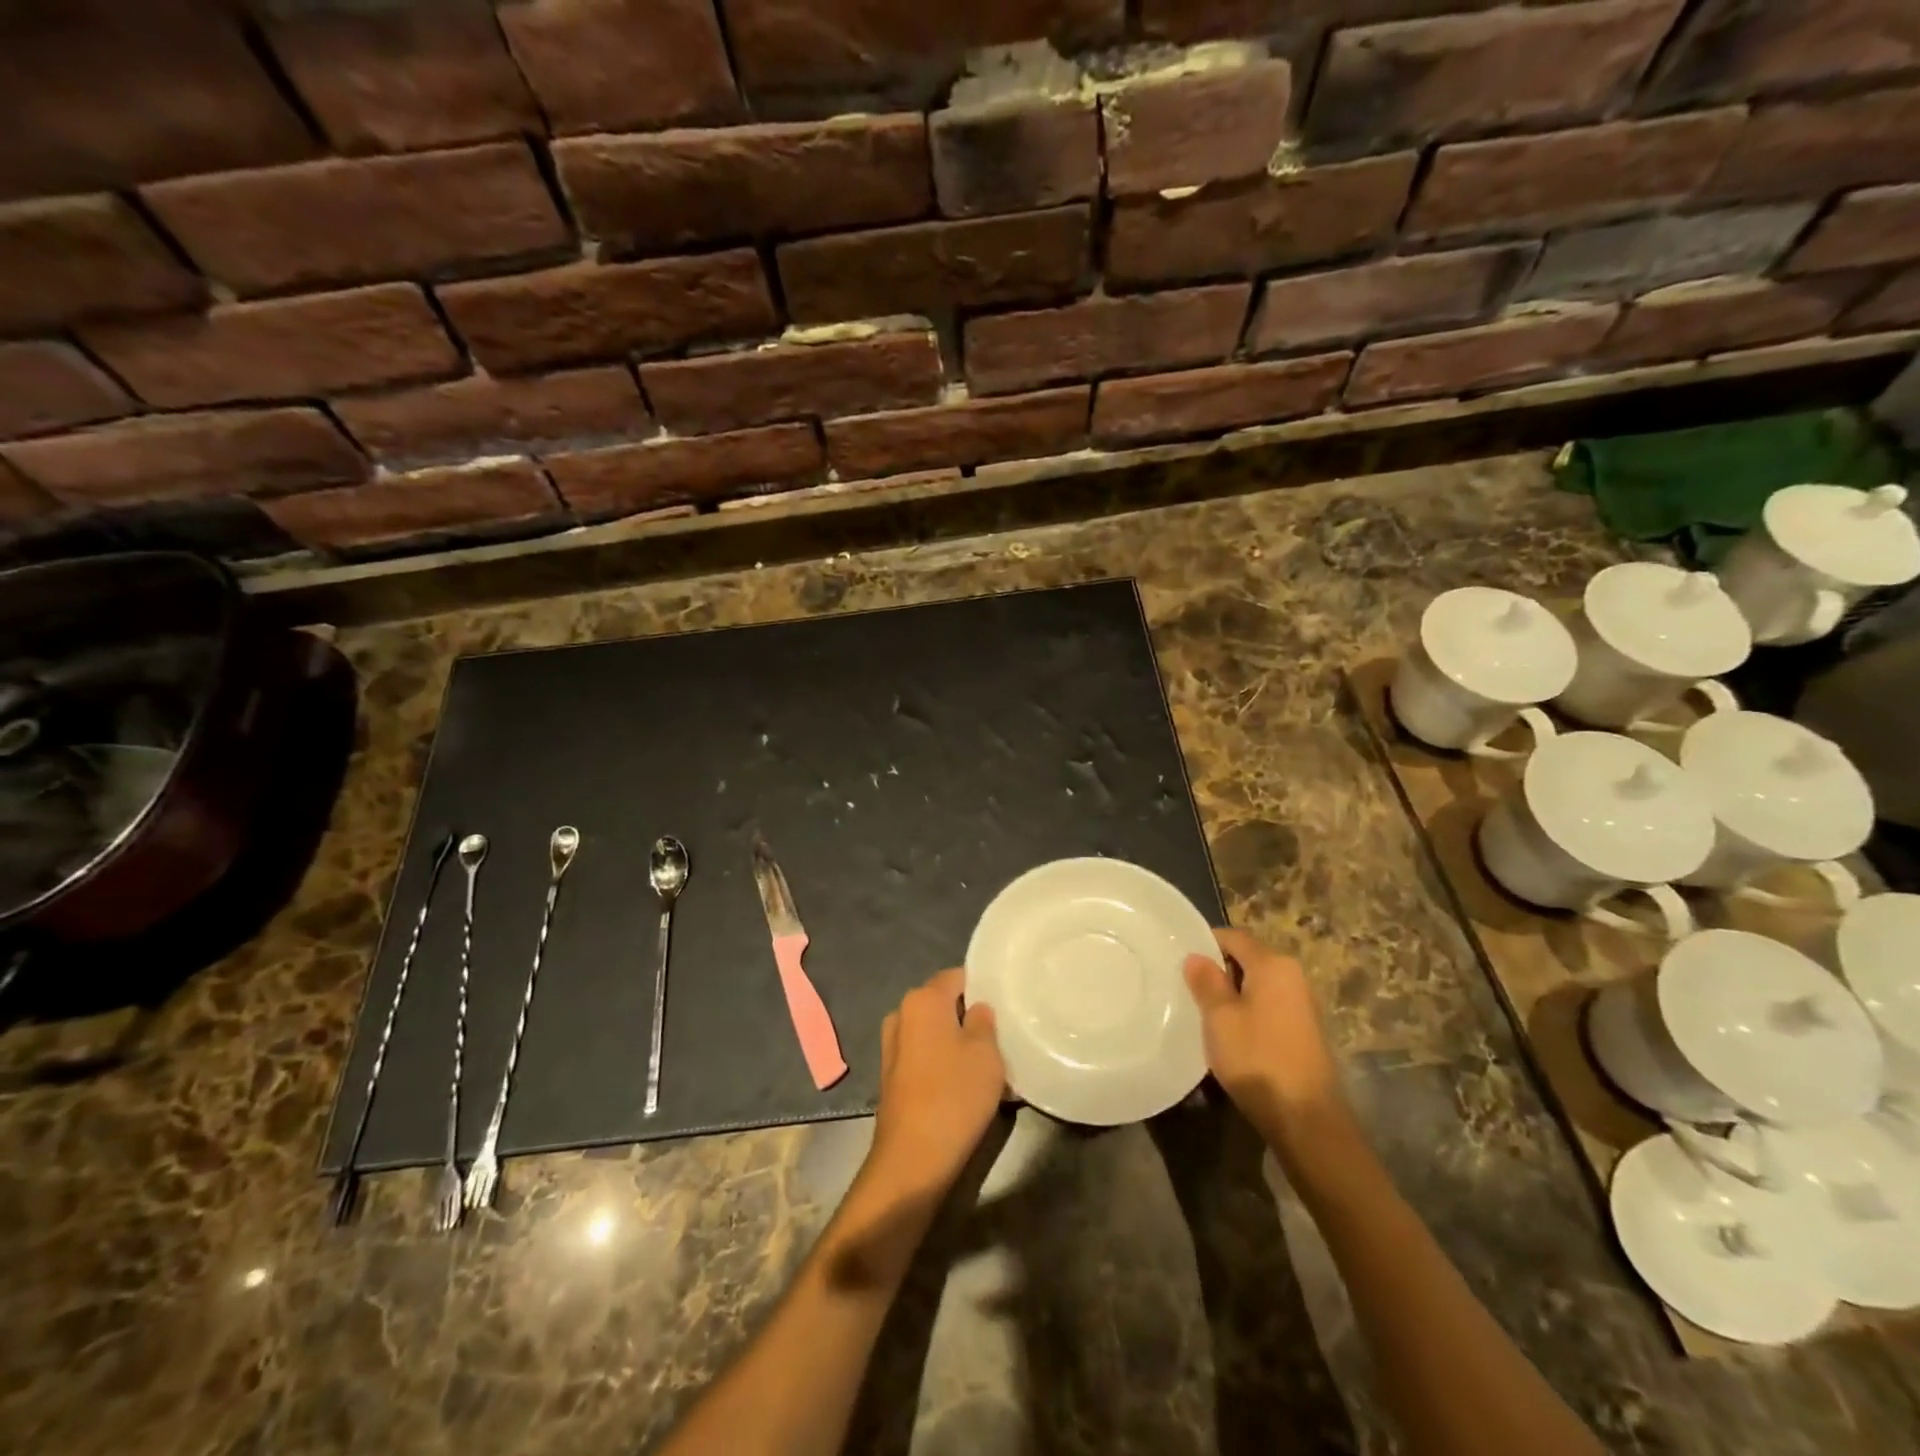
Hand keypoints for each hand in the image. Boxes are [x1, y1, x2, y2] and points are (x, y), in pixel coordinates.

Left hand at [866, 968, 1005, 1197]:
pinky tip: (964, 1084)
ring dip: (956, 1042)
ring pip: (934, 1031)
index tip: (1004, 1006)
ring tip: (986, 1064)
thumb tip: (976, 1008)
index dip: (982, 987)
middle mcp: (902, 1014)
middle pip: (943, 1003)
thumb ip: (984, 1021)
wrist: (913, 1159)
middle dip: (969, 1016)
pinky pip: (924, 1055)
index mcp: (923, 999)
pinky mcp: (892, 1075)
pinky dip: (942, 1062)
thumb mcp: (985, 1053)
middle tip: (1000, 1036)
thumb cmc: (954, 1096)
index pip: (957, 976)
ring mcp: (892, 1046)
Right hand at [1185, 928, 1354, 1161]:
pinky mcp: (1303, 1031)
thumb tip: (1196, 956)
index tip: (1180, 961)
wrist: (1306, 1118)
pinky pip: (1267, 1007)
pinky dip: (1247, 1013)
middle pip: (1247, 960)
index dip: (1205, 943)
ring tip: (1203, 1014)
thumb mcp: (1220, 1018)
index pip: (1234, 937)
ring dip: (1231, 995)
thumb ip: (1206, 982)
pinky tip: (1229, 1036)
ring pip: (1256, 986)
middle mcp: (1293, 976)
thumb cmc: (1257, 1058)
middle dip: (1217, 971)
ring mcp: (1302, 1005)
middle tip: (1186, 989)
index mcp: (1273, 965)